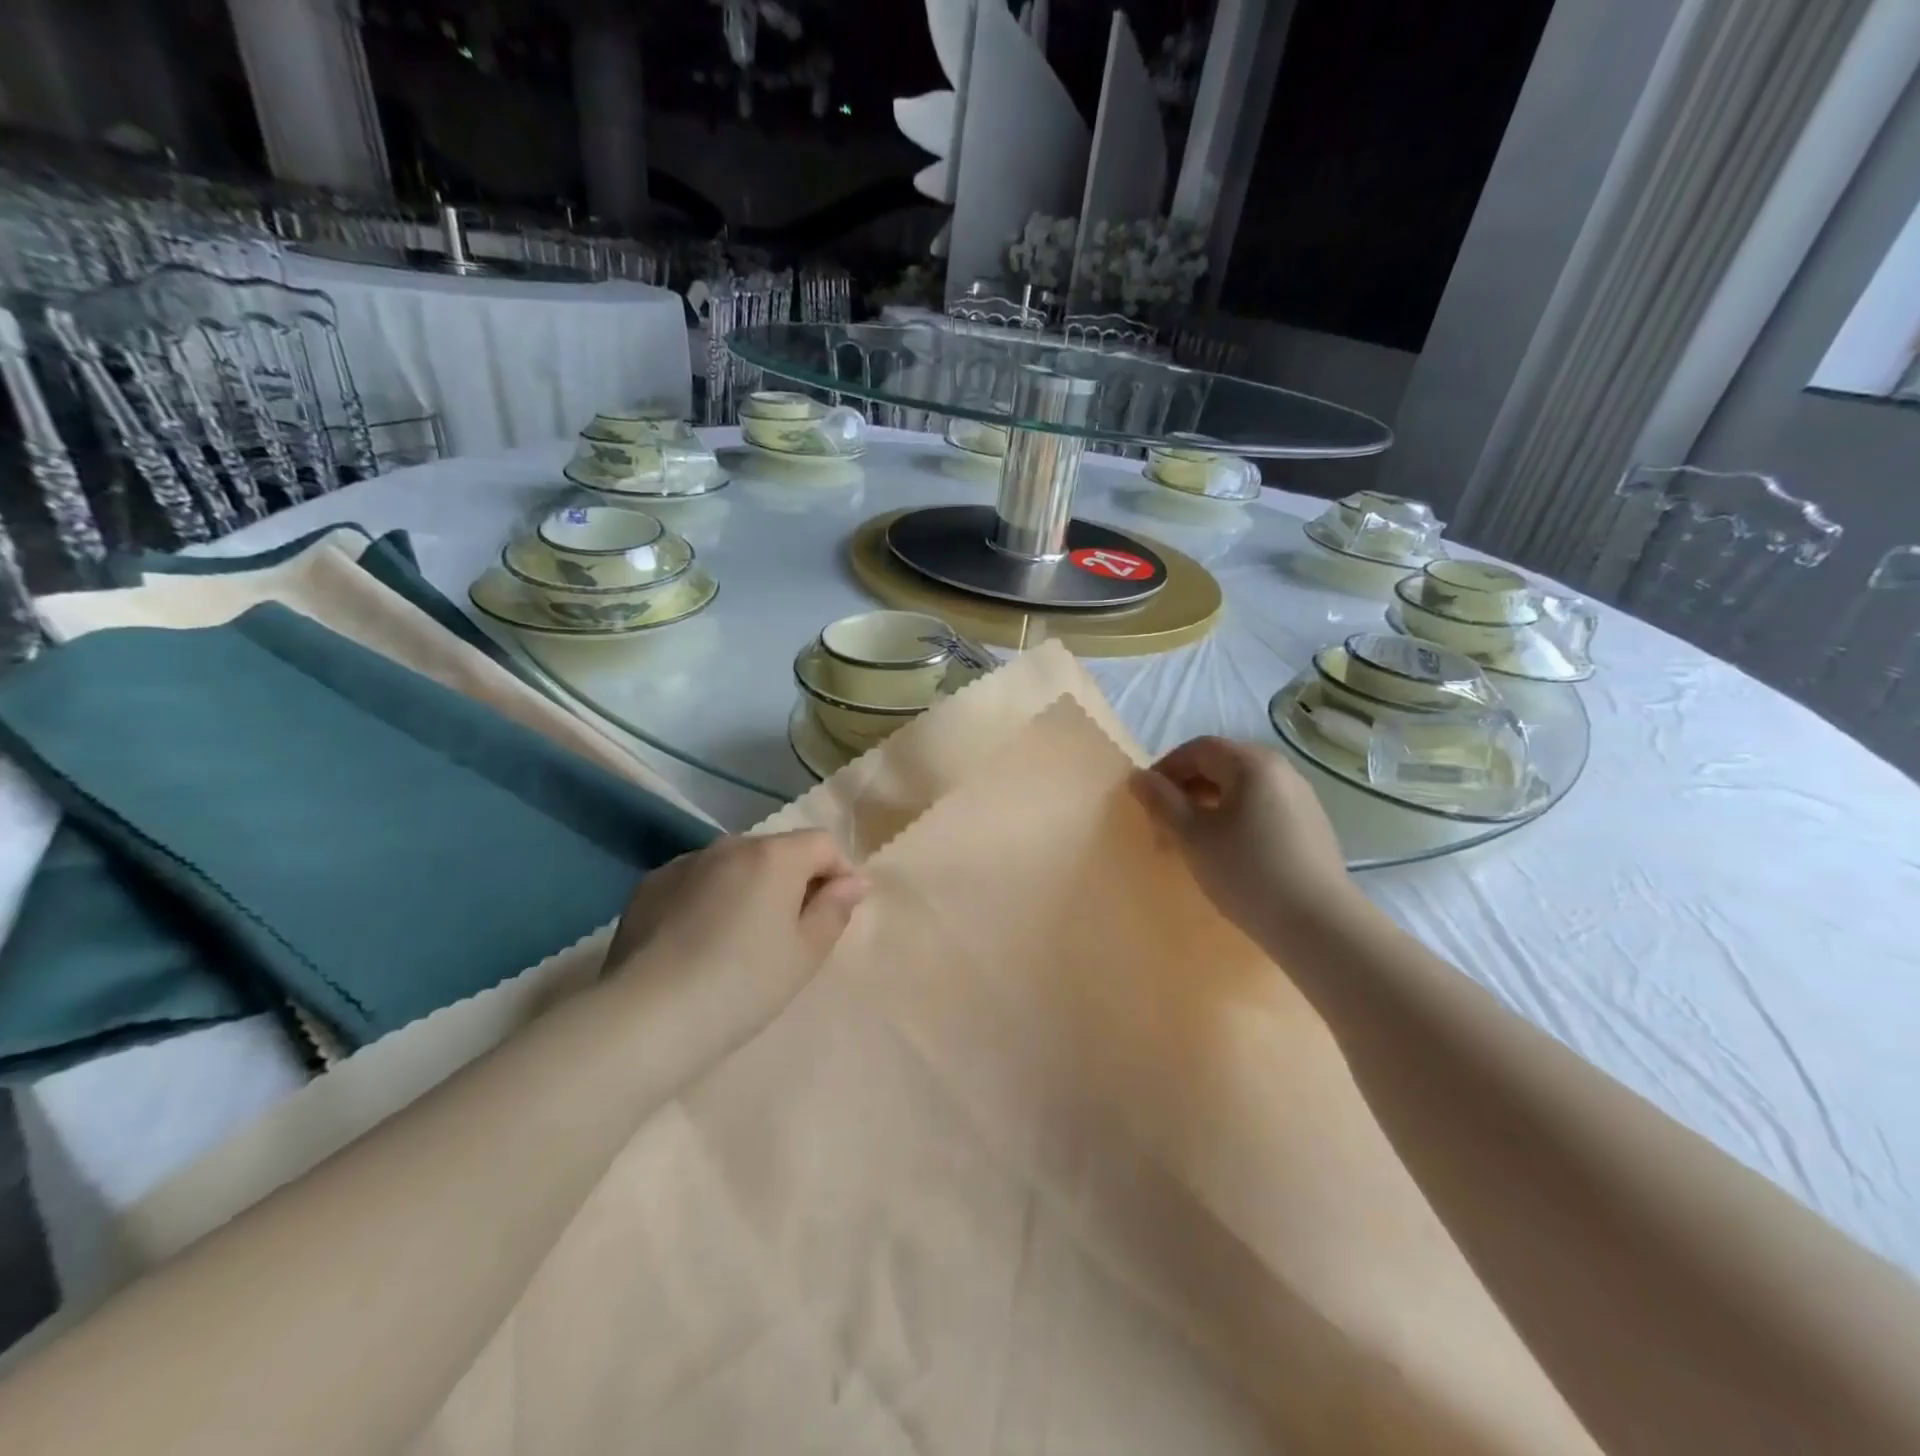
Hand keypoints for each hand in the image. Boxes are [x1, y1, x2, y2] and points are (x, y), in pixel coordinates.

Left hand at [604, 831, 866, 1028]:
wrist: (647, 1018)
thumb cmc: (743, 985)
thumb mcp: (805, 954)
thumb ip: (835, 909)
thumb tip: (854, 881)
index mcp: (774, 856)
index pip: (822, 844)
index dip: (839, 872)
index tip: (837, 911)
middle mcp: (729, 845)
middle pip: (777, 851)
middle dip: (793, 880)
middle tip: (791, 931)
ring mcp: (684, 863)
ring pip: (734, 865)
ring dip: (749, 887)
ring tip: (741, 938)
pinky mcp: (649, 886)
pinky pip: (696, 881)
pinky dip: (709, 898)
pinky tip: (699, 941)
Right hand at [1134, 736, 1360, 945]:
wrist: (1318, 924)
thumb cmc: (1246, 871)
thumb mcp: (1192, 836)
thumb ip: (1161, 801)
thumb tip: (1138, 777)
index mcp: (1252, 763)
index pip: (1197, 749)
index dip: (1165, 769)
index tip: (1145, 801)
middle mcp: (1281, 770)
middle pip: (1221, 765)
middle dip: (1186, 789)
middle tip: (1165, 823)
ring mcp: (1301, 797)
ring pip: (1241, 789)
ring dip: (1209, 805)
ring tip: (1193, 841)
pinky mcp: (1311, 826)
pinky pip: (1262, 808)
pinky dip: (1235, 819)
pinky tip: (1229, 853)